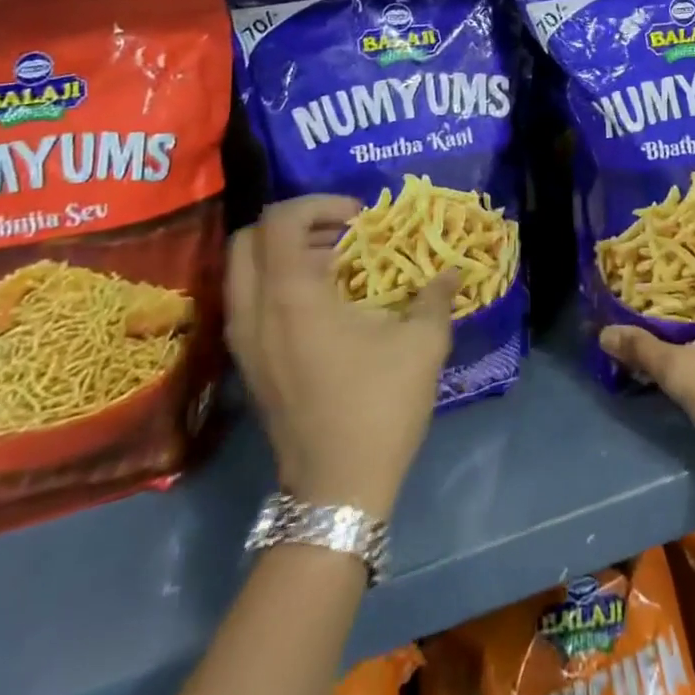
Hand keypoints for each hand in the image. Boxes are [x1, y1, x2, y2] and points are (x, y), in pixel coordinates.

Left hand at [225, 194, 455, 518]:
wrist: (336, 491)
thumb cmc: (378, 406)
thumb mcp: (421, 344)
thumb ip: (436, 297)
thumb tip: (452, 272)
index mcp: (291, 297)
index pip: (280, 220)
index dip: (318, 204)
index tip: (358, 218)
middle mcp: (255, 312)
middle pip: (248, 239)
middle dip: (293, 223)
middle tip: (338, 232)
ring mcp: (244, 342)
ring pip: (242, 271)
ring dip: (283, 253)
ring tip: (333, 263)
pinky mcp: (248, 365)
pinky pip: (248, 301)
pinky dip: (276, 283)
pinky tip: (322, 302)